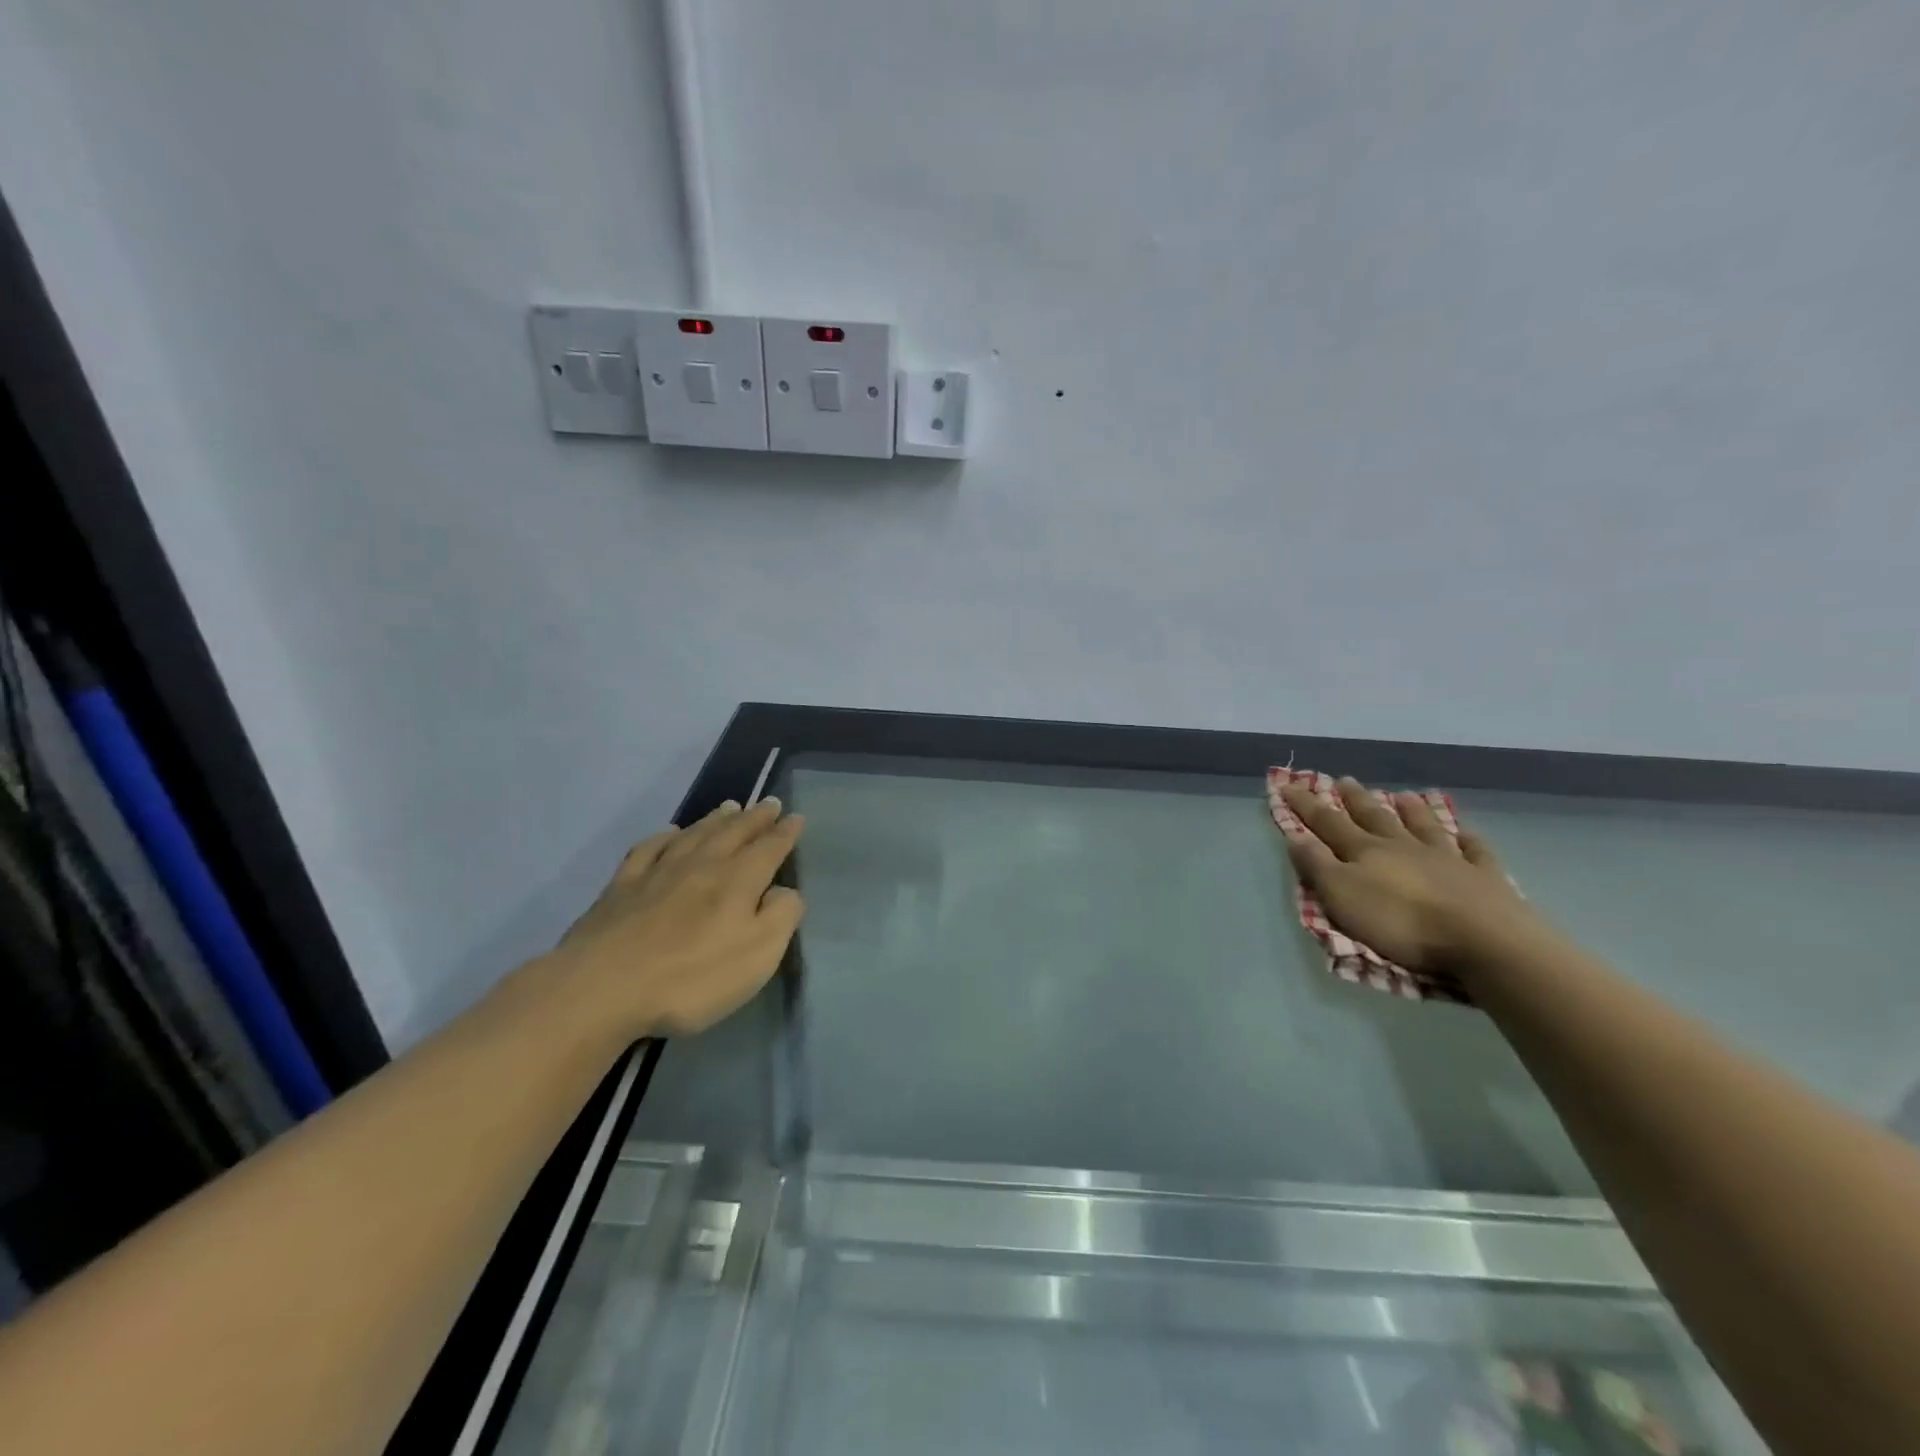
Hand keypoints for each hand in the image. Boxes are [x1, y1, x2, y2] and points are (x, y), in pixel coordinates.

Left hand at [547, 797, 805, 1039]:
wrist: (602, 988)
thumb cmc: (691, 977)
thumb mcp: (758, 955)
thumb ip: (781, 916)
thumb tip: (785, 890)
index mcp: (737, 880)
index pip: (769, 848)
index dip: (785, 833)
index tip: (796, 817)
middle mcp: (700, 866)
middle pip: (733, 833)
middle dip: (755, 818)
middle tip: (769, 803)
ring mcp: (657, 873)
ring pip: (694, 834)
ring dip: (715, 820)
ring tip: (730, 807)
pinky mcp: (621, 888)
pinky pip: (648, 849)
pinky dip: (662, 837)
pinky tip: (669, 833)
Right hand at [1278, 778, 1538, 972]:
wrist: (1483, 940)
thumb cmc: (1401, 922)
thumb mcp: (1342, 895)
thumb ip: (1317, 865)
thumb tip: (1296, 835)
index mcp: (1366, 851)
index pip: (1328, 823)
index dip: (1306, 805)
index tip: (1288, 785)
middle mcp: (1404, 846)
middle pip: (1375, 817)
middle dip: (1355, 799)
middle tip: (1344, 780)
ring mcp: (1447, 859)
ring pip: (1424, 827)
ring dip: (1411, 810)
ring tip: (1403, 795)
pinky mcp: (1484, 878)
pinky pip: (1474, 852)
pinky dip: (1468, 841)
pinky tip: (1466, 833)